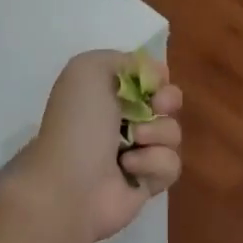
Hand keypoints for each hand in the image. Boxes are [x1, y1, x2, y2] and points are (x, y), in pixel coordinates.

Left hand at [7, 50, 182, 242]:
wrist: (69, 182)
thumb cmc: (78, 122)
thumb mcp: (89, 69)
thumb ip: (123, 60)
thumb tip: (154, 73)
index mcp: (107, 91)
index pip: (149, 77)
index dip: (157, 78)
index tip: (154, 83)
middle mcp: (124, 119)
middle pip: (168, 102)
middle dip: (167, 101)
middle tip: (155, 107)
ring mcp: (138, 152)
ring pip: (173, 133)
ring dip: (156, 135)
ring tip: (131, 143)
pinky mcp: (148, 182)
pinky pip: (171, 165)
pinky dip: (153, 164)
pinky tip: (129, 169)